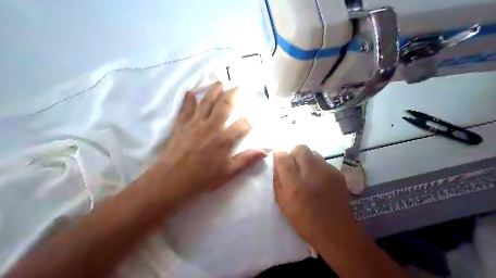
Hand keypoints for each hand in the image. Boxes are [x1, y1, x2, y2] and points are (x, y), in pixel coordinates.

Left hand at [156, 83, 266, 201]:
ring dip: (213, 91)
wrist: (173, 179)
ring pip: (206, 102)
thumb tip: (264, 151)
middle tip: (240, 86)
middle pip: (225, 105)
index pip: (244, 124)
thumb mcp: (228, 173)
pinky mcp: (181, 125)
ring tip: (219, 83)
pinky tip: (190, 92)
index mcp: (224, 139)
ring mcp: (195, 123)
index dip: (253, 117)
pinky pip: (186, 109)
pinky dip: (188, 100)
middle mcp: (212, 126)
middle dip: (234, 94)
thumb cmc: (202, 178)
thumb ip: (246, 160)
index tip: (259, 112)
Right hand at [273, 145, 364, 249]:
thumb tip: (276, 163)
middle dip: (294, 154)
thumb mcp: (284, 203)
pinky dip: (318, 167)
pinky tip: (319, 180)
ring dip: (307, 160)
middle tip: (293, 166)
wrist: (337, 232)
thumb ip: (278, 180)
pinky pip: (323, 162)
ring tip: (307, 174)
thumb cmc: (305, 221)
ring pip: (313, 153)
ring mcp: (328, 172)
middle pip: (300, 148)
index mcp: (295, 185)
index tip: (278, 157)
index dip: (279, 154)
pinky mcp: (338, 174)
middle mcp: (312, 174)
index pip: (284, 157)